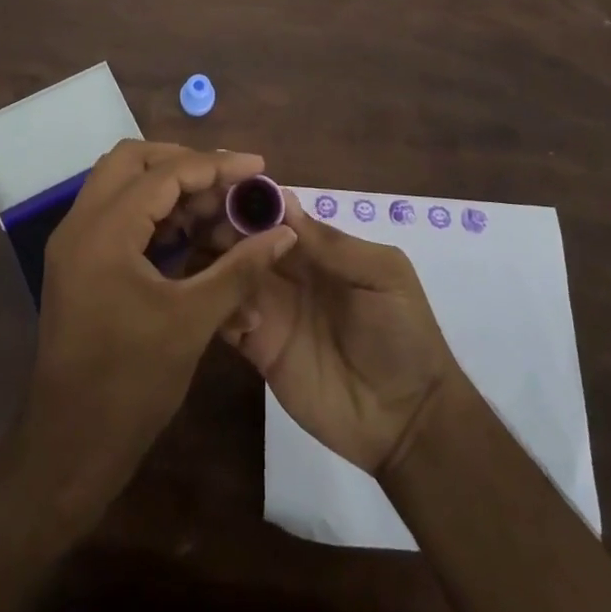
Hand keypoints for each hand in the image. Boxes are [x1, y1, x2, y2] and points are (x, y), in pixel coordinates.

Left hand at [23, 141, 298, 503]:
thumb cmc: (131, 384)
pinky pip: (114, 213)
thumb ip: (239, 269)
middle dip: (183, 162)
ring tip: (215, 203)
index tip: (258, 166)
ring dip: (166, 184)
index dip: (215, 166)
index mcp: (104, 231)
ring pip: (120, 183)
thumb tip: (284, 232)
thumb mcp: (193, 321)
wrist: (70, 446)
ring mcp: (73, 242)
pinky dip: (150, 210)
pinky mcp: (77, 262)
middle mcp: (80, 223)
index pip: (164, 173)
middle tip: (228, 181)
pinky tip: (188, 231)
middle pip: (132, 160)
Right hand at [216, 194, 456, 474]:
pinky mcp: (258, 348)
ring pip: (228, 274)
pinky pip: (226, 318)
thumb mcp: (383, 276)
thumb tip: (284, 201)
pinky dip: (219, 306)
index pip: (275, 214)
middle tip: (202, 225)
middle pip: (244, 239)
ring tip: (211, 263)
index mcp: (316, 249)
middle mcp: (287, 272)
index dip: (250, 201)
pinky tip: (230, 308)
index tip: (223, 192)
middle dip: (223, 227)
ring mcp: (270, 309)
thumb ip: (333, 244)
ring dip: (215, 263)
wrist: (408, 419)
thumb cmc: (403, 335)